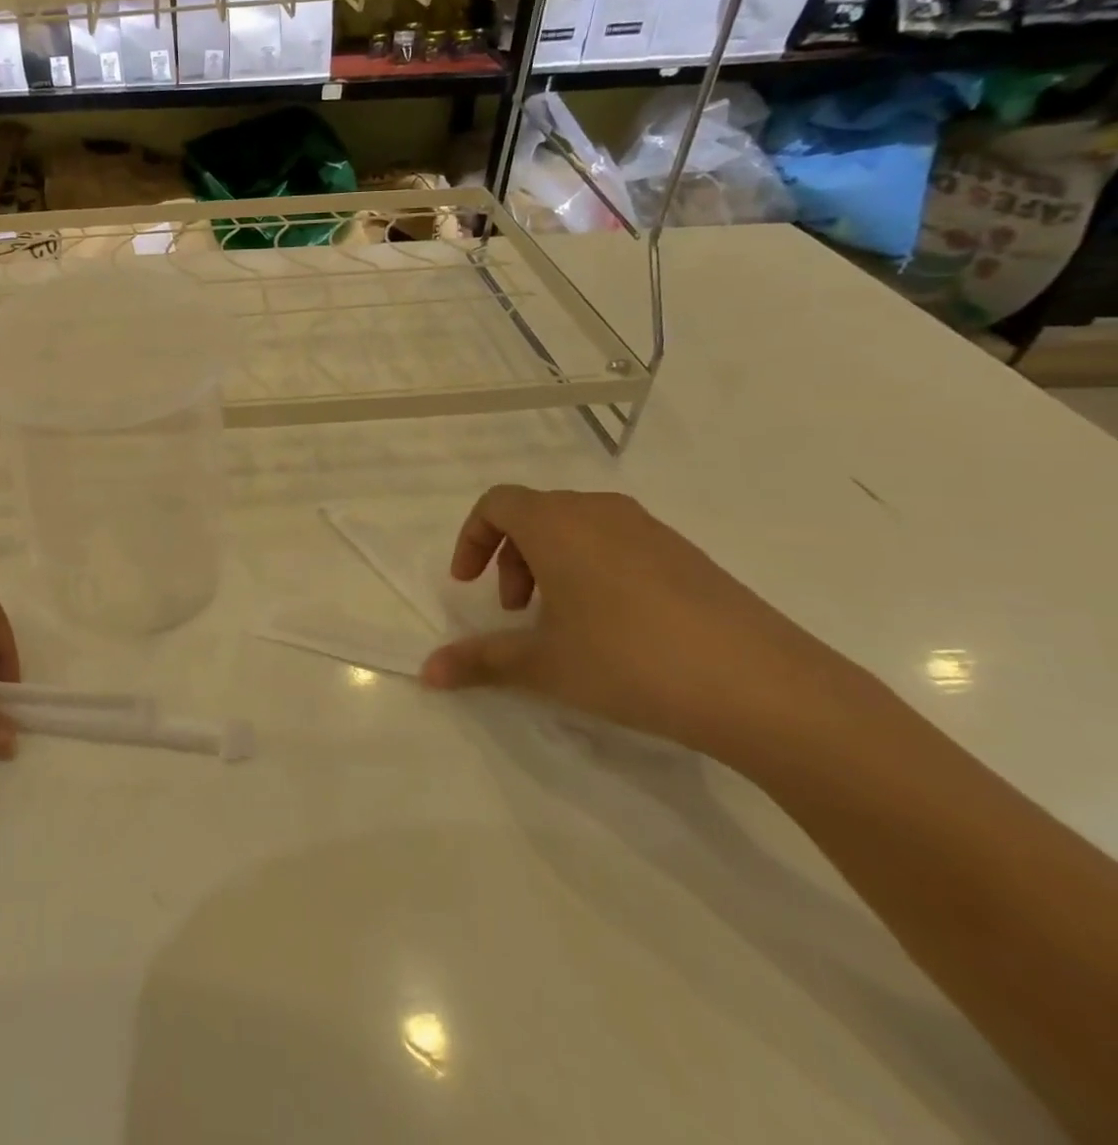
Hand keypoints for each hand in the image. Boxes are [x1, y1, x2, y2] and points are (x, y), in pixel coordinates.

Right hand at [422, 486, 858, 758]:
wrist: (766, 688)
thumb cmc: (630, 662)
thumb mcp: (544, 665)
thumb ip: (480, 662)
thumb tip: (426, 672)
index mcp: (557, 524)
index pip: (497, 503)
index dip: (473, 538)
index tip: (469, 585)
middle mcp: (601, 512)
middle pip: (536, 514)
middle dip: (511, 557)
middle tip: (515, 611)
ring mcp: (651, 530)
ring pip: (578, 528)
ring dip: (552, 563)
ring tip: (563, 621)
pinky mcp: (689, 556)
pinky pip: (619, 544)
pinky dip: (594, 570)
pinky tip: (616, 628)